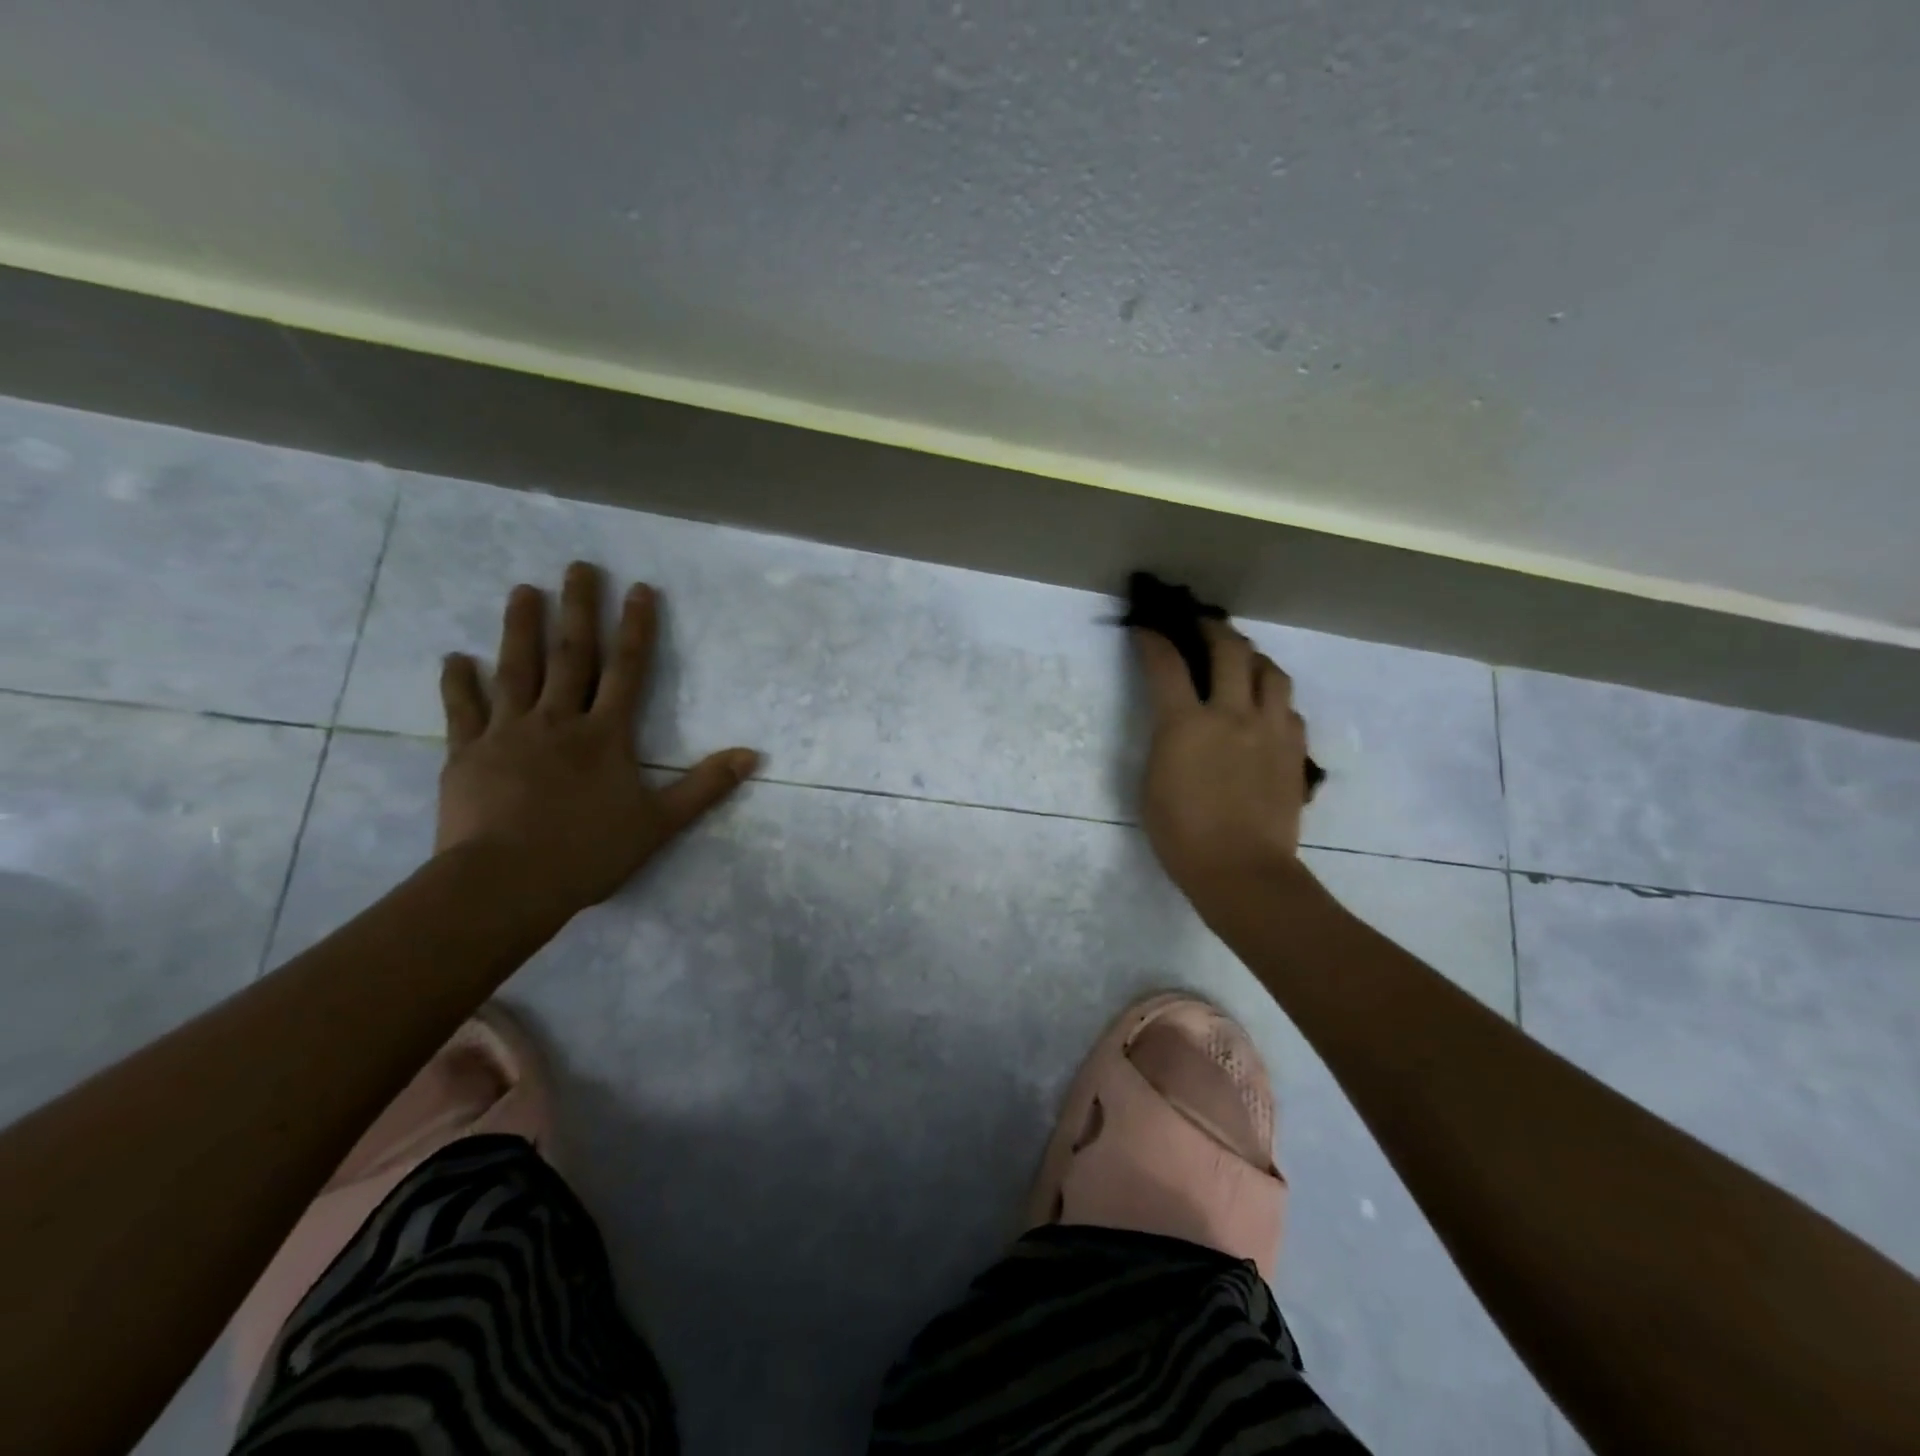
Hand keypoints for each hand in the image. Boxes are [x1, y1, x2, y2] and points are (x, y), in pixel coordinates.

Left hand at [435, 562, 760, 912]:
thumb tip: (752, 755)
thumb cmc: (589, 853)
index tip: (639, 588)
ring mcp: (508, 733)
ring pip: (516, 669)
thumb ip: (705, 786)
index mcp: (606, 735)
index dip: (636, 627)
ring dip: (520, 627)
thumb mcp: (660, 823)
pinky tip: (454, 657)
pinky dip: (458, 682)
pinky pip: (463, 710)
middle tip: (578, 566)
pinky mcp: (467, 754)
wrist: (505, 883)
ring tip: (523, 590)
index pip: (627, 670)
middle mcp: (558, 721)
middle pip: (571, 655)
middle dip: (578, 608)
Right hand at [1133, 620, 1309, 922]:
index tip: (1146, 629)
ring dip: (1253, 657)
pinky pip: (1289, 708)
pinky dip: (1274, 698)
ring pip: (1271, 672)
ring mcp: (1271, 730)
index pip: (1167, 664)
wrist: (1241, 870)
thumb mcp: (1152, 783)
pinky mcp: (1295, 750)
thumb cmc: (1182, 835)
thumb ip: (1166, 740)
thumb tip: (1177, 722)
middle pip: (1230, 650)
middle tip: (1202, 624)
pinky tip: (1266, 708)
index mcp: (1187, 724)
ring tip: (1243, 659)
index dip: (1153, 640)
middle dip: (1212, 629)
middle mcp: (1233, 714)